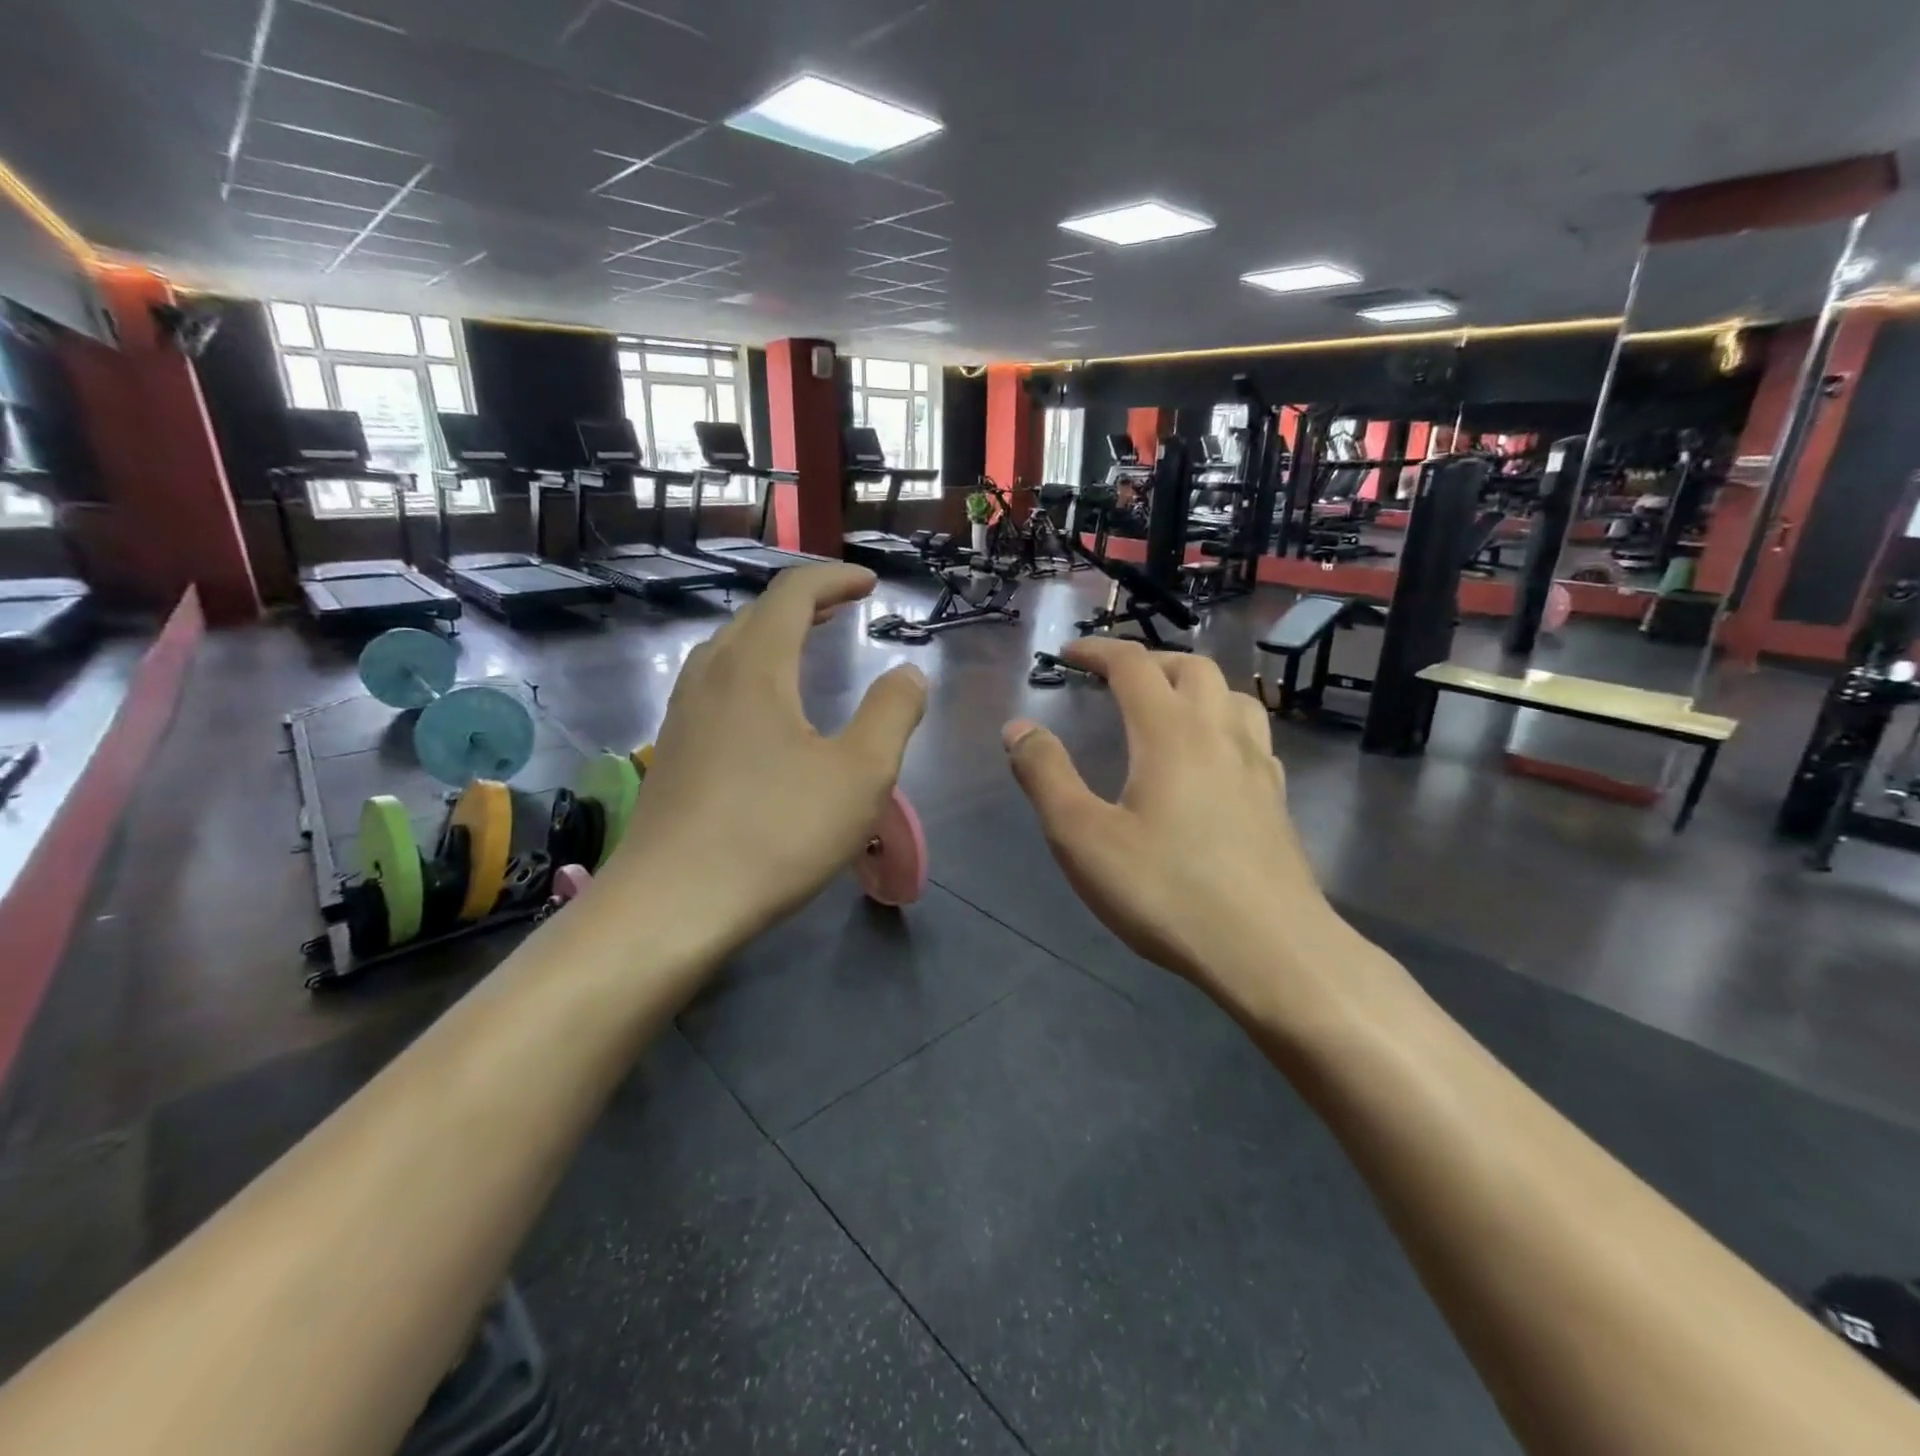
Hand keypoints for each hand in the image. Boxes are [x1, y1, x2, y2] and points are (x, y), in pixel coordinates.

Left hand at [612, 565, 926, 948]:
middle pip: (757, 615)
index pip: (793, 593)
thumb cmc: (776, 833)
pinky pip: (714, 685)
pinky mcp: (671, 751)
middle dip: (805, 602)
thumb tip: (909, 673)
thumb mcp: (860, 774)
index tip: (869, 583)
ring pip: (728, 649)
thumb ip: (892, 713)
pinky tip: (762, 710)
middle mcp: (711, 676)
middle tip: (843, 608)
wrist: (673, 904)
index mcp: (756, 666)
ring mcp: (683, 714)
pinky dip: (749, 671)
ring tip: (804, 647)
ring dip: (771, 635)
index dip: (834, 579)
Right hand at [1004, 639, 1396, 1023]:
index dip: (1098, 651)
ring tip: (1168, 708)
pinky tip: (1212, 761)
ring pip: (1233, 696)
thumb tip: (1018, 727)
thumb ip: (1046, 775)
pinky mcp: (1277, 801)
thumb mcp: (1083, 837)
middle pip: (1192, 668)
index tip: (1068, 654)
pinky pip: (1253, 737)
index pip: (1134, 665)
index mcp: (1170, 732)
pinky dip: (1224, 725)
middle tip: (1116, 680)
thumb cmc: (1166, 891)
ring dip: (1195, 686)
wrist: (1269, 950)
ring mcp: (1258, 766)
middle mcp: (1220, 734)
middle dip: (1149, 661)